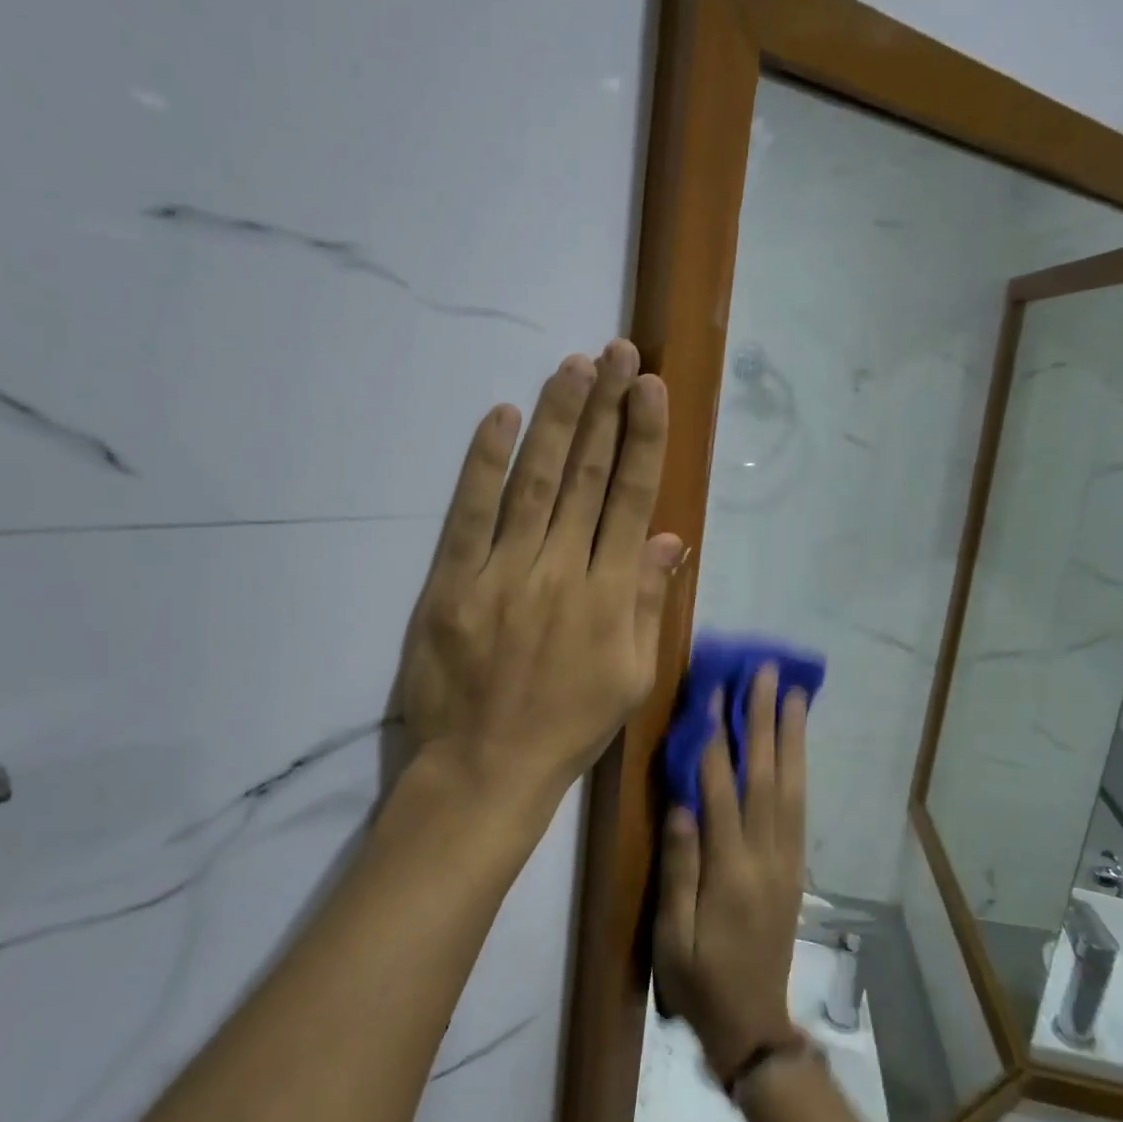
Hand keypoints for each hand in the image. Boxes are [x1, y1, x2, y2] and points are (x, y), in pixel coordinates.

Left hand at [398, 340, 682, 831]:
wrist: (486, 767)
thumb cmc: (567, 727)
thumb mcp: (631, 677)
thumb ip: (649, 603)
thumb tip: (670, 538)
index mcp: (610, 596)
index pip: (630, 500)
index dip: (642, 440)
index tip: (652, 390)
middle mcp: (561, 571)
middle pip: (587, 476)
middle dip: (606, 409)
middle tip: (618, 354)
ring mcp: (503, 572)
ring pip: (535, 481)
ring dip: (555, 419)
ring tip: (573, 366)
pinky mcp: (453, 581)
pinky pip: (470, 512)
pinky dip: (485, 463)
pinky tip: (501, 417)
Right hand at [653, 665, 809, 1080]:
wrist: (752, 1024)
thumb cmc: (699, 979)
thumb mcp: (671, 935)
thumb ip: (679, 868)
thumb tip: (680, 804)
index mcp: (730, 872)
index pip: (722, 791)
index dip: (717, 738)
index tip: (715, 692)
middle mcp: (765, 857)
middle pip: (765, 777)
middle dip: (764, 720)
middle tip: (766, 674)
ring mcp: (786, 860)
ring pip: (791, 787)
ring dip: (791, 737)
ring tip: (793, 695)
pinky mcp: (795, 867)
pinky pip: (800, 808)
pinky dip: (799, 768)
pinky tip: (796, 745)